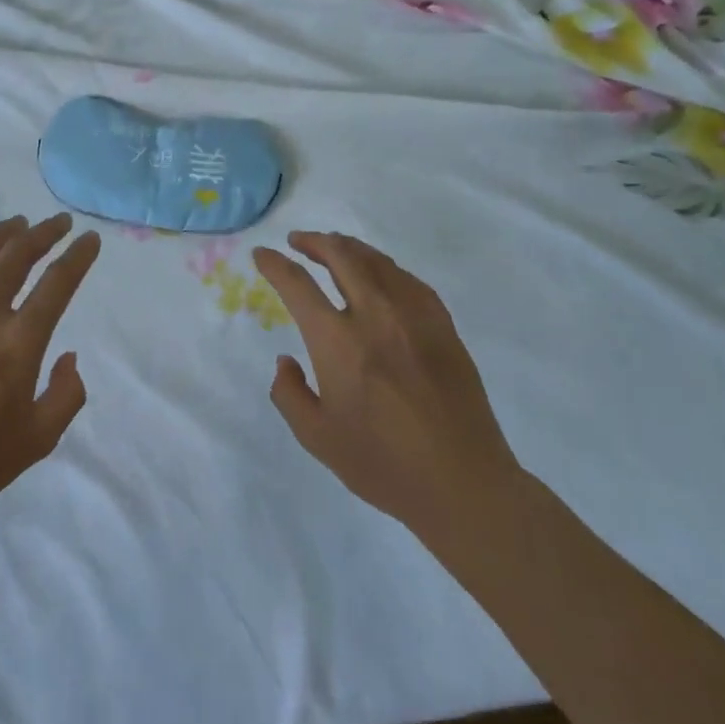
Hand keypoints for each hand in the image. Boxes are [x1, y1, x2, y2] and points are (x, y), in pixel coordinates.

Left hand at [0, 214, 100, 527]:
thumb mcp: (38, 440)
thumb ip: (67, 395)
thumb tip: (69, 356)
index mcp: (18, 342)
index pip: (58, 283)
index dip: (78, 256)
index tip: (89, 239)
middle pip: (17, 256)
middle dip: (43, 234)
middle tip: (57, 222)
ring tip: (15, 223)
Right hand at [253, 231, 522, 540]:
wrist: (462, 482)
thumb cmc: (383, 464)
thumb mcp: (316, 438)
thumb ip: (289, 394)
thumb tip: (286, 360)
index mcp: (337, 342)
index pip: (297, 285)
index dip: (274, 264)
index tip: (262, 254)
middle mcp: (375, 315)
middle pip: (341, 256)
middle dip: (313, 241)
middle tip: (297, 241)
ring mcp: (414, 316)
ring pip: (376, 261)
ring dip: (348, 247)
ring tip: (333, 248)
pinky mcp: (443, 325)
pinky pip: (408, 279)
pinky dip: (384, 267)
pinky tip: (379, 274)